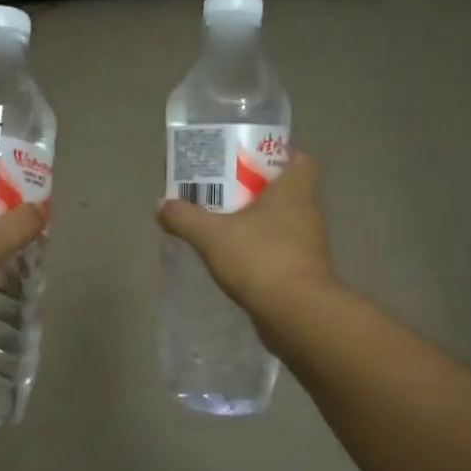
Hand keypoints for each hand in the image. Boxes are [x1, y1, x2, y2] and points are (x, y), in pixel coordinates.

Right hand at [157, 152, 334, 322]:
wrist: (296, 313)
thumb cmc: (260, 258)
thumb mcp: (211, 235)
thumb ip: (184, 217)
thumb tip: (161, 205)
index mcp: (294, 190)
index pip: (300, 160)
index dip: (278, 157)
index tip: (250, 163)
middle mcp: (307, 212)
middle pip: (286, 190)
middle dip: (258, 191)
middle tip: (224, 192)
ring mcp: (309, 244)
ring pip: (283, 222)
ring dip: (258, 222)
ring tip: (224, 225)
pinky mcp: (304, 271)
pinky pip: (281, 250)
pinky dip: (261, 251)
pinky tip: (235, 258)